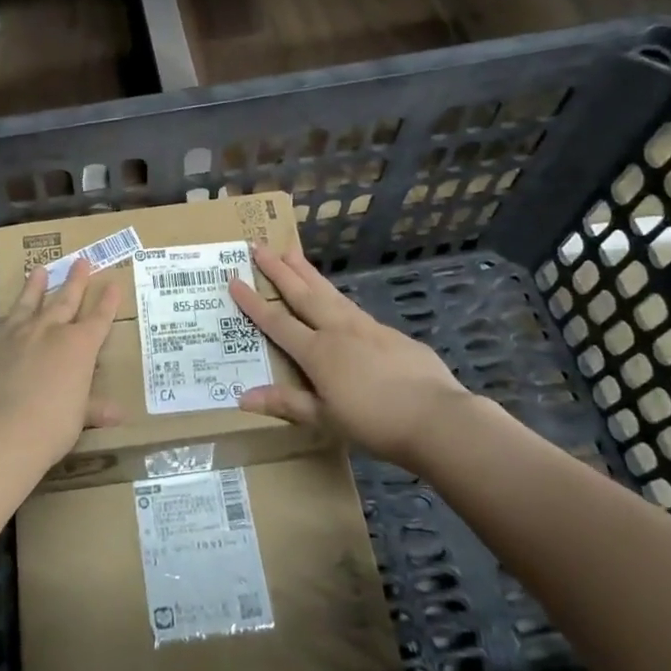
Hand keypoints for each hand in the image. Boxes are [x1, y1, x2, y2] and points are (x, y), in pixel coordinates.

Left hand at [0, 257, 123, 464]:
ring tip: (39, 269)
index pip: (98, 318)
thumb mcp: (78, 418)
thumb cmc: (50, 427)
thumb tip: (118, 413)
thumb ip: (93, 408)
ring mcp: (12, 334)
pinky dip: (2, 328)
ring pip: (27, 303)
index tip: (113, 284)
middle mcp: (47, 331)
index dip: (107, 302)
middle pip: (65, 299)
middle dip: (75, 281)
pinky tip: (1, 325)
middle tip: (81, 261)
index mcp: (78, 346)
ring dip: (34, 286)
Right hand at [229, 244, 476, 467]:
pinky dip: (336, 296)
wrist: (437, 418)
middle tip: (259, 246)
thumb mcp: (325, 419)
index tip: (234, 279)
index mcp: (318, 352)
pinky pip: (353, 308)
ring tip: (291, 253)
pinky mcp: (390, 333)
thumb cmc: (375, 424)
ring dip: (307, 273)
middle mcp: (338, 330)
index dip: (253, 302)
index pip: (276, 322)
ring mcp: (366, 327)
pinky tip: (336, 298)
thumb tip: (242, 397)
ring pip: (329, 293)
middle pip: (302, 294)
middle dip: (278, 270)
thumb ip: (286, 403)